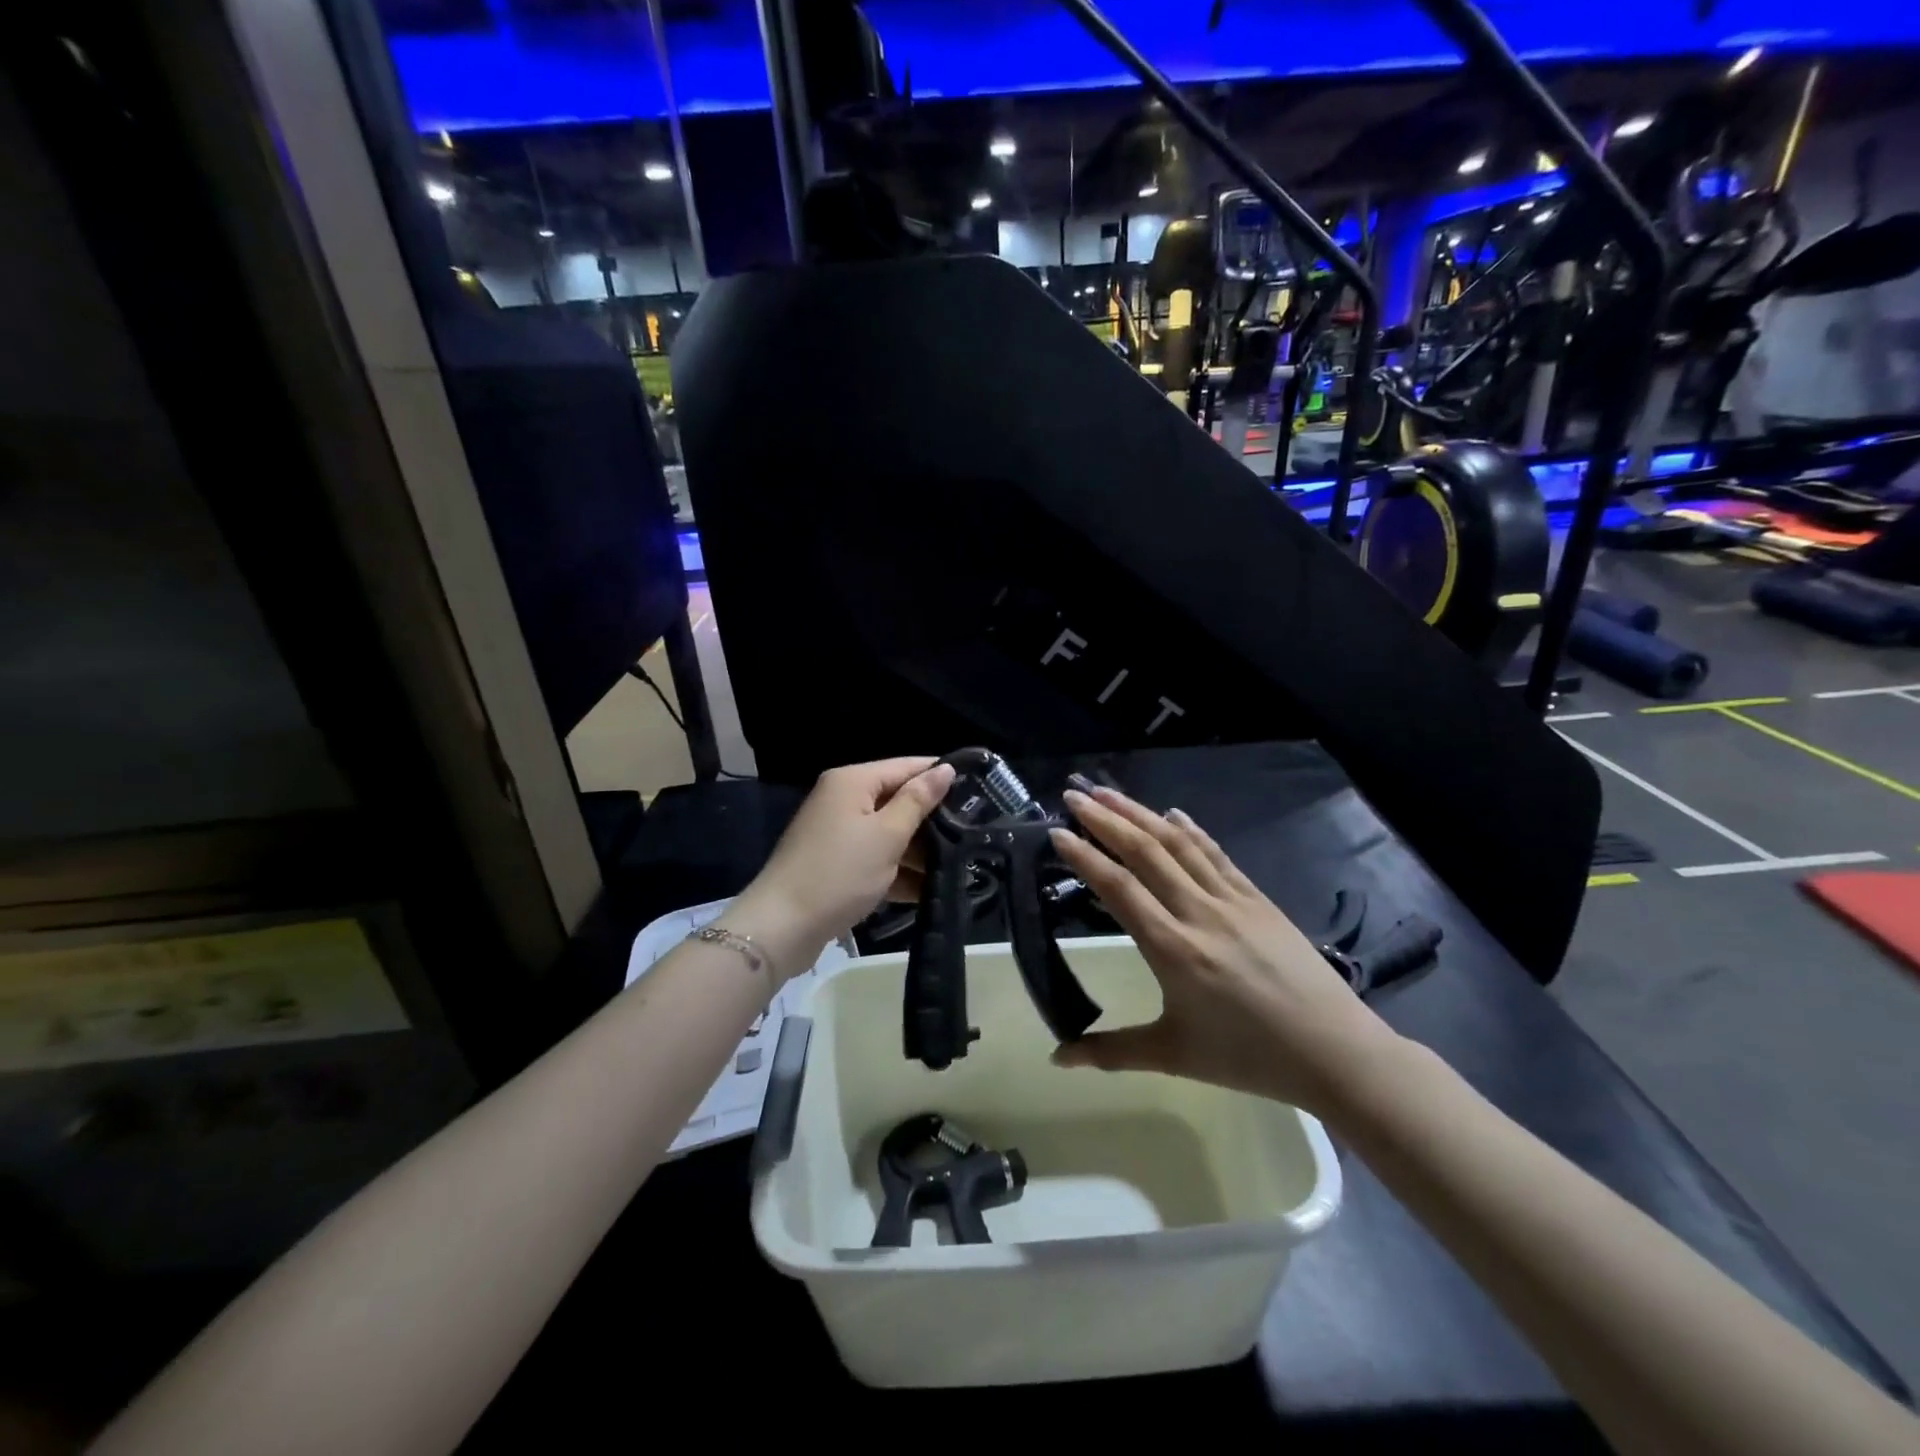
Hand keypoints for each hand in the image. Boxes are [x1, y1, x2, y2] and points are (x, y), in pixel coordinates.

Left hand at [725, 757, 954, 974]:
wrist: (782, 927)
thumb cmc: (840, 873)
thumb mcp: (887, 835)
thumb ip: (918, 801)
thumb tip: (945, 769)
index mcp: (853, 781)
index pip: (906, 766)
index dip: (940, 776)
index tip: (979, 790)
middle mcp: (843, 799)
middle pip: (897, 799)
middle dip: (932, 819)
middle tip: (974, 833)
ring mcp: (838, 833)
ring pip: (889, 832)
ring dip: (918, 850)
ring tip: (961, 865)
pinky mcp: (836, 863)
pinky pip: (875, 857)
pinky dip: (897, 871)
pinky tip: (928, 890)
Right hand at [1046, 785, 1397, 1113]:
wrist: (1335, 1051)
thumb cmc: (1248, 1057)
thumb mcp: (1173, 1057)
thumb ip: (1110, 1052)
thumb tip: (1057, 1058)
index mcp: (1172, 948)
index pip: (1118, 887)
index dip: (1084, 856)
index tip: (1057, 832)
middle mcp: (1198, 911)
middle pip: (1145, 852)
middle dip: (1105, 819)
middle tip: (1074, 795)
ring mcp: (1231, 899)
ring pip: (1178, 844)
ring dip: (1140, 813)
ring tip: (1109, 792)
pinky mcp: (1258, 898)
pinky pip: (1216, 854)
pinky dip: (1191, 830)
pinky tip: (1173, 814)